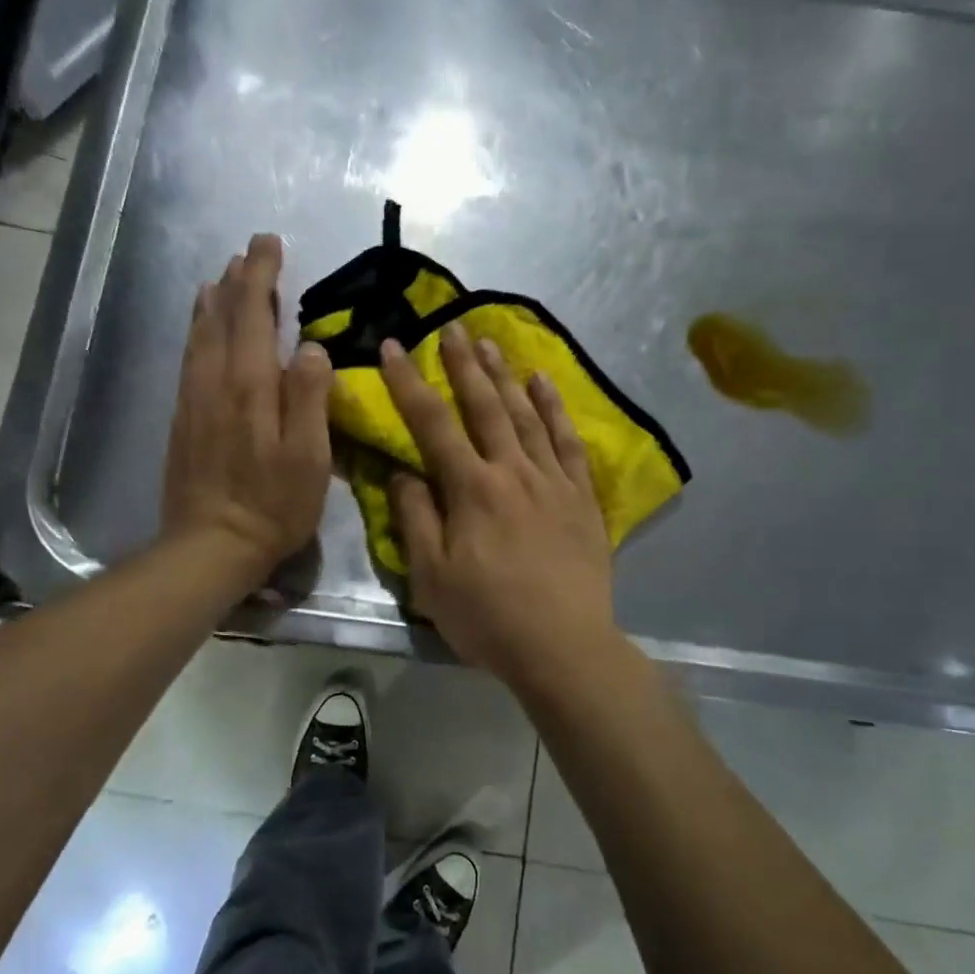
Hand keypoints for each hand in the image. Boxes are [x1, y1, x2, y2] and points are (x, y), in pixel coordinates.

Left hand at [161, 234, 333, 581]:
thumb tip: (311, 346)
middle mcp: (215, 382)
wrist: (208, 546)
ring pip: (200, 335)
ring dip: (214, 301)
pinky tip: (201, 328)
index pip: (254, 316)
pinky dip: (196, 331)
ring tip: (222, 276)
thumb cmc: (272, 506)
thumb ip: (308, 398)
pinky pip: (189, 359)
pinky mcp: (182, 419)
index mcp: (250, 387)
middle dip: (239, 279)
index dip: (261, 276)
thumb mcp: (308, 458)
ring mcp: (193, 400)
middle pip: (224, 317)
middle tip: (251, 250)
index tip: (268, 243)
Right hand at [382, 322, 623, 689]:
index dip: (409, 382)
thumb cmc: (488, 618)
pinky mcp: (582, 497)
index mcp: (470, 489)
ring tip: (491, 341)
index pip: (432, 423)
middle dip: (463, 363)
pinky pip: (567, 441)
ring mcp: (552, 480)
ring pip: (526, 415)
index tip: (392, 347)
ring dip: (506, 375)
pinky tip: (545, 383)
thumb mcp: (431, 578)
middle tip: (451, 326)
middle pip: (484, 406)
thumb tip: (402, 470)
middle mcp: (512, 471)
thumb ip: (415, 518)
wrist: (564, 647)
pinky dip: (555, 408)